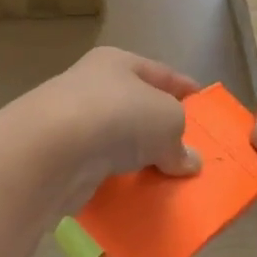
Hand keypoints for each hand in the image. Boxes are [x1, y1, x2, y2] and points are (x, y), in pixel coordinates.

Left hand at [23, 47, 201, 213]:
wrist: (52, 150)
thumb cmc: (118, 116)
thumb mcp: (168, 121)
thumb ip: (181, 141)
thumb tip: (189, 161)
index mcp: (117, 63)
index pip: (161, 73)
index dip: (185, 90)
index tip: (204, 108)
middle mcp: (91, 86)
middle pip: (136, 106)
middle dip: (161, 129)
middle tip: (187, 152)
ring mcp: (72, 122)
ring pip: (116, 140)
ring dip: (137, 158)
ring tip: (165, 179)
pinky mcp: (60, 158)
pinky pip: (99, 169)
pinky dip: (116, 180)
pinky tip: (134, 194)